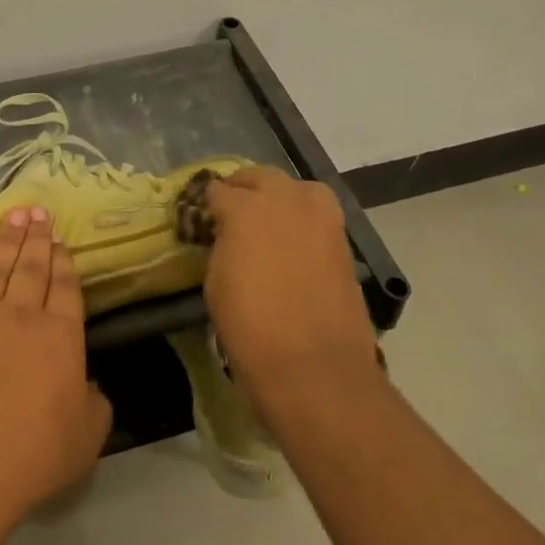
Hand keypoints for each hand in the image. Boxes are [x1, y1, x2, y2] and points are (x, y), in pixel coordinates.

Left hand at [0, 208, 112, 532]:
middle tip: (37, 211)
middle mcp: (19, 315)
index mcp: (59, 334)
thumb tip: (86, 384)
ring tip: (12, 218)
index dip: (63, 260)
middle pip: (30, 266)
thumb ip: (93, 401)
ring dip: (5, 241)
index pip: (65, 285)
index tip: (60, 240)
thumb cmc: (32, 456)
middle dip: (36, 237)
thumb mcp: (87, 436)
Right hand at [203, 168, 377, 411]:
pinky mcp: (342, 238)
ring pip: (294, 189)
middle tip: (231, 209)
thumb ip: (222, 245)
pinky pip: (316, 214)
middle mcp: (285, 199)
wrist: (314, 366)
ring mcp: (320, 215)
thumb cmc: (250, 326)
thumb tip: (229, 236)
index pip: (218, 191)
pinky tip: (291, 239)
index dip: (207, 203)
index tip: (202, 215)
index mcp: (246, 207)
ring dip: (277, 198)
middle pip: (259, 177)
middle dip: (243, 188)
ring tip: (265, 221)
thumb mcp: (216, 282)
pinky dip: (301, 219)